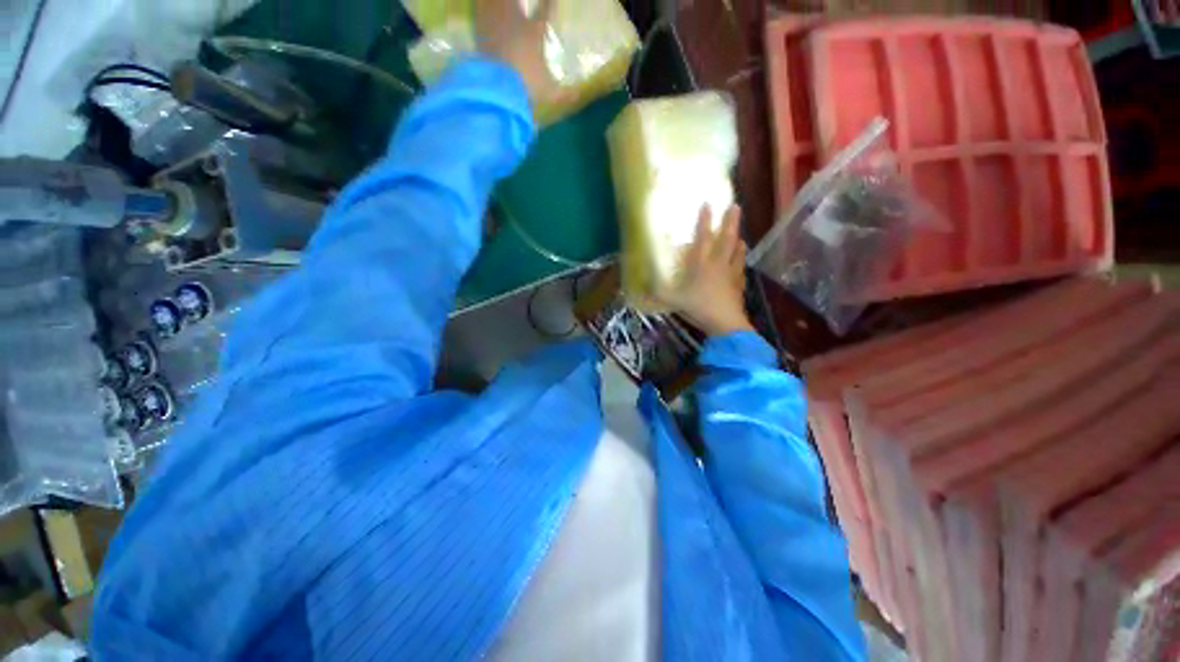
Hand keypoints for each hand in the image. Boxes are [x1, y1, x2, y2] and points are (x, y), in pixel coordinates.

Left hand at [474, 0, 563, 105]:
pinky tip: (482, 5)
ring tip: (503, 5)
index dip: (549, 3)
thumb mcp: (549, 93)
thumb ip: (564, 94)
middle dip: (517, 2)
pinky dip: (481, 5)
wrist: (498, 85)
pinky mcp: (479, 28)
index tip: (551, 1)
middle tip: (518, 6)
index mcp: (535, 33)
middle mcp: (516, 21)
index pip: (545, 11)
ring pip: (498, 1)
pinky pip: (480, 7)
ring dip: (501, 3)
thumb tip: (578, 95)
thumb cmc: (527, 85)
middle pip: (517, 1)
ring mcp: (495, 22)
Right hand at [656, 205, 754, 336]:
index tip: (707, 204)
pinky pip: (740, 270)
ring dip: (738, 241)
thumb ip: (656, 294)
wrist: (726, 323)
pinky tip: (742, 264)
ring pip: (737, 252)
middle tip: (735, 206)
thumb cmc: (699, 307)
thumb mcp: (673, 301)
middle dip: (730, 221)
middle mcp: (719, 264)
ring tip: (741, 235)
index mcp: (702, 264)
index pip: (703, 237)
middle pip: (727, 238)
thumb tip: (638, 290)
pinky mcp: (739, 286)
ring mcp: (731, 274)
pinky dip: (741, 263)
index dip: (704, 220)